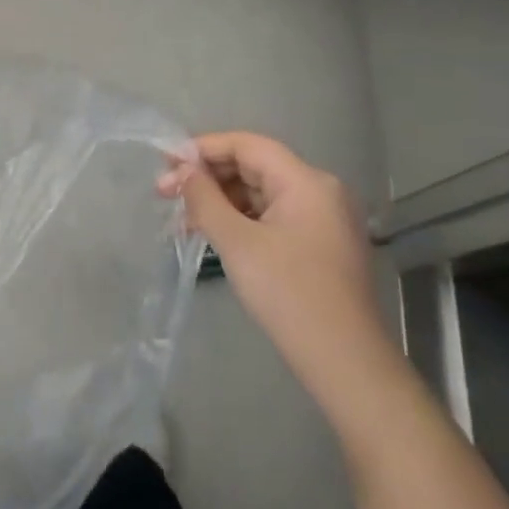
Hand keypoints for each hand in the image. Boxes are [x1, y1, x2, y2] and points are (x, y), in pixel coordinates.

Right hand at [162, 132, 397, 413]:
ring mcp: (322, 219)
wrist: (344, 362)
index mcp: (306, 182)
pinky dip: (239, 220)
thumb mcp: (237, 243)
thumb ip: (205, 199)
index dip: (203, 148)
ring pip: (260, 193)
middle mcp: (319, 191)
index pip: (247, 145)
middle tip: (164, 193)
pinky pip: (271, 217)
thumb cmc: (288, 294)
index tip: (165, 161)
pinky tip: (210, 235)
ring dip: (219, 201)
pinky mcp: (319, 244)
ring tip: (180, 220)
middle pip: (253, 167)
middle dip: (207, 177)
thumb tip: (183, 170)